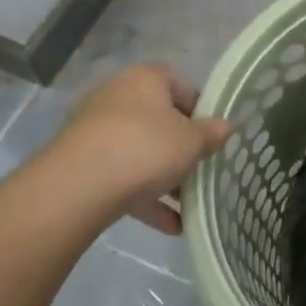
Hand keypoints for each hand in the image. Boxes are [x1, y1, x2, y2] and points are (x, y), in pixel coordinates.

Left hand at [40, 65, 232, 234]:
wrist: (76, 188)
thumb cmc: (145, 149)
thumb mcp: (192, 142)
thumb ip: (213, 134)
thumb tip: (229, 126)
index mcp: (146, 79)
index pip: (183, 85)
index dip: (202, 111)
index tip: (213, 138)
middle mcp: (118, 96)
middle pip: (160, 119)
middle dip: (181, 148)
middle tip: (201, 170)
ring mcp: (95, 129)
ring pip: (140, 150)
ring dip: (164, 176)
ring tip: (187, 204)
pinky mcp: (81, 163)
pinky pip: (121, 176)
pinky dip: (144, 197)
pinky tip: (170, 225)